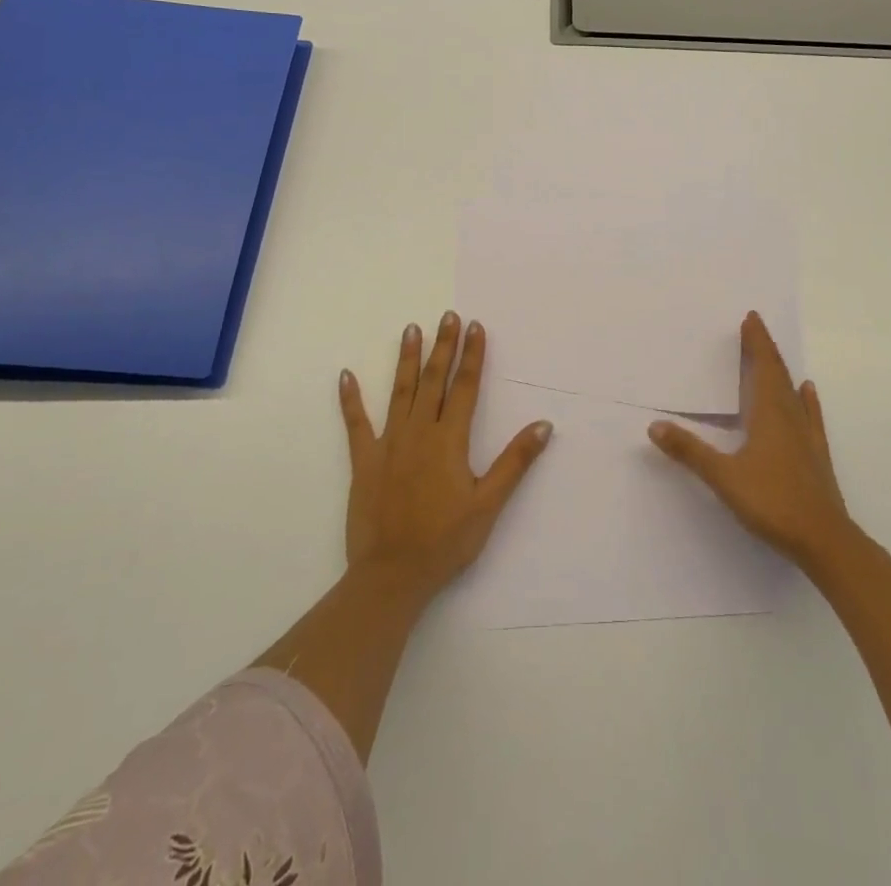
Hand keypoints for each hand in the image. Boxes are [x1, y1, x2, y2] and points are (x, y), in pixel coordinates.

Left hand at [339, 311, 552, 602]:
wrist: (391, 575)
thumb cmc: (445, 541)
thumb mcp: (488, 504)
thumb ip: (515, 462)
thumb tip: (544, 425)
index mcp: (450, 440)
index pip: (465, 387)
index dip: (472, 355)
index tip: (475, 326)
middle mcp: (419, 432)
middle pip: (434, 380)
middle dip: (443, 346)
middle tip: (447, 316)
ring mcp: (388, 444)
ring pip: (400, 391)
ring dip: (407, 359)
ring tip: (411, 329)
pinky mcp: (363, 461)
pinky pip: (356, 424)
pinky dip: (351, 399)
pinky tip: (346, 375)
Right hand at [648, 311, 852, 567]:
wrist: (825, 541)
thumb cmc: (773, 502)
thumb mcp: (723, 477)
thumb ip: (690, 451)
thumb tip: (655, 426)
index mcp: (769, 415)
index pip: (763, 367)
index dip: (757, 343)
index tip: (751, 318)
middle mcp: (790, 418)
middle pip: (778, 375)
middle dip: (765, 350)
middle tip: (755, 327)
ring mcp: (807, 437)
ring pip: (793, 393)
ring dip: (781, 371)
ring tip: (773, 356)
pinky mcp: (816, 456)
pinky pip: (810, 417)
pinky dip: (807, 401)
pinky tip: (808, 393)